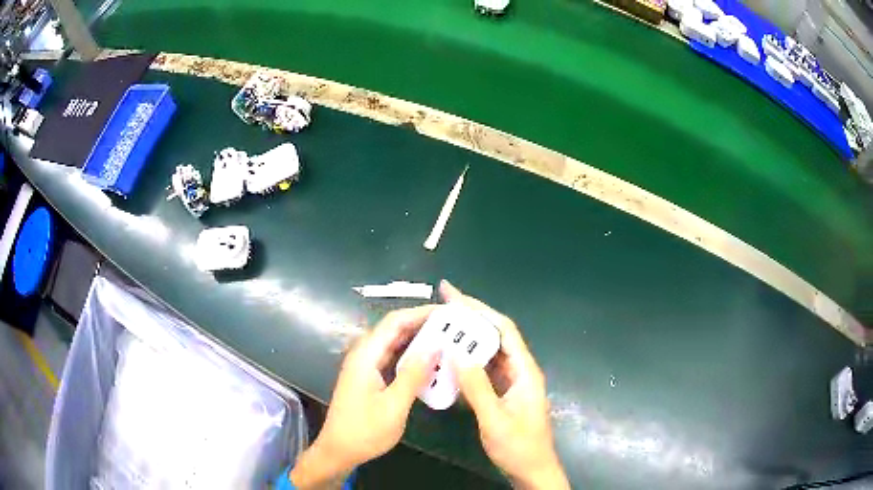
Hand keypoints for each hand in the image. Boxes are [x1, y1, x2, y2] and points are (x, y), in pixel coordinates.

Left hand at [291, 305, 439, 488]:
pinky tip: (430, 363)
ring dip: (418, 340)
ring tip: (447, 340)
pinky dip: (411, 356)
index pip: (394, 322)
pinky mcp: (369, 377)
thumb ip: (413, 375)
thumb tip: (435, 347)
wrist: (338, 450)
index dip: (420, 313)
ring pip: (394, 344)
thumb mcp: (394, 406)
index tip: (447, 313)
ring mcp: (365, 366)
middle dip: (423, 324)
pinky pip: (392, 358)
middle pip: (394, 329)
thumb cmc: (364, 431)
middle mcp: (364, 355)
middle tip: (454, 327)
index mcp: (366, 356)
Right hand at [441, 281, 569, 489]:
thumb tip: (456, 353)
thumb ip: (477, 387)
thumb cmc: (518, 446)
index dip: (478, 309)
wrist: (531, 470)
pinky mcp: (503, 393)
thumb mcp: (495, 419)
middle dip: (469, 319)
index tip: (453, 295)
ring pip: (487, 353)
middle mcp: (519, 370)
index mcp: (524, 370)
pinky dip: (466, 362)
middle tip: (441, 305)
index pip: (502, 329)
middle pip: (494, 336)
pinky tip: (449, 361)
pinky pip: (483, 370)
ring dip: (466, 340)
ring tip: (441, 329)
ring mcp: (511, 382)